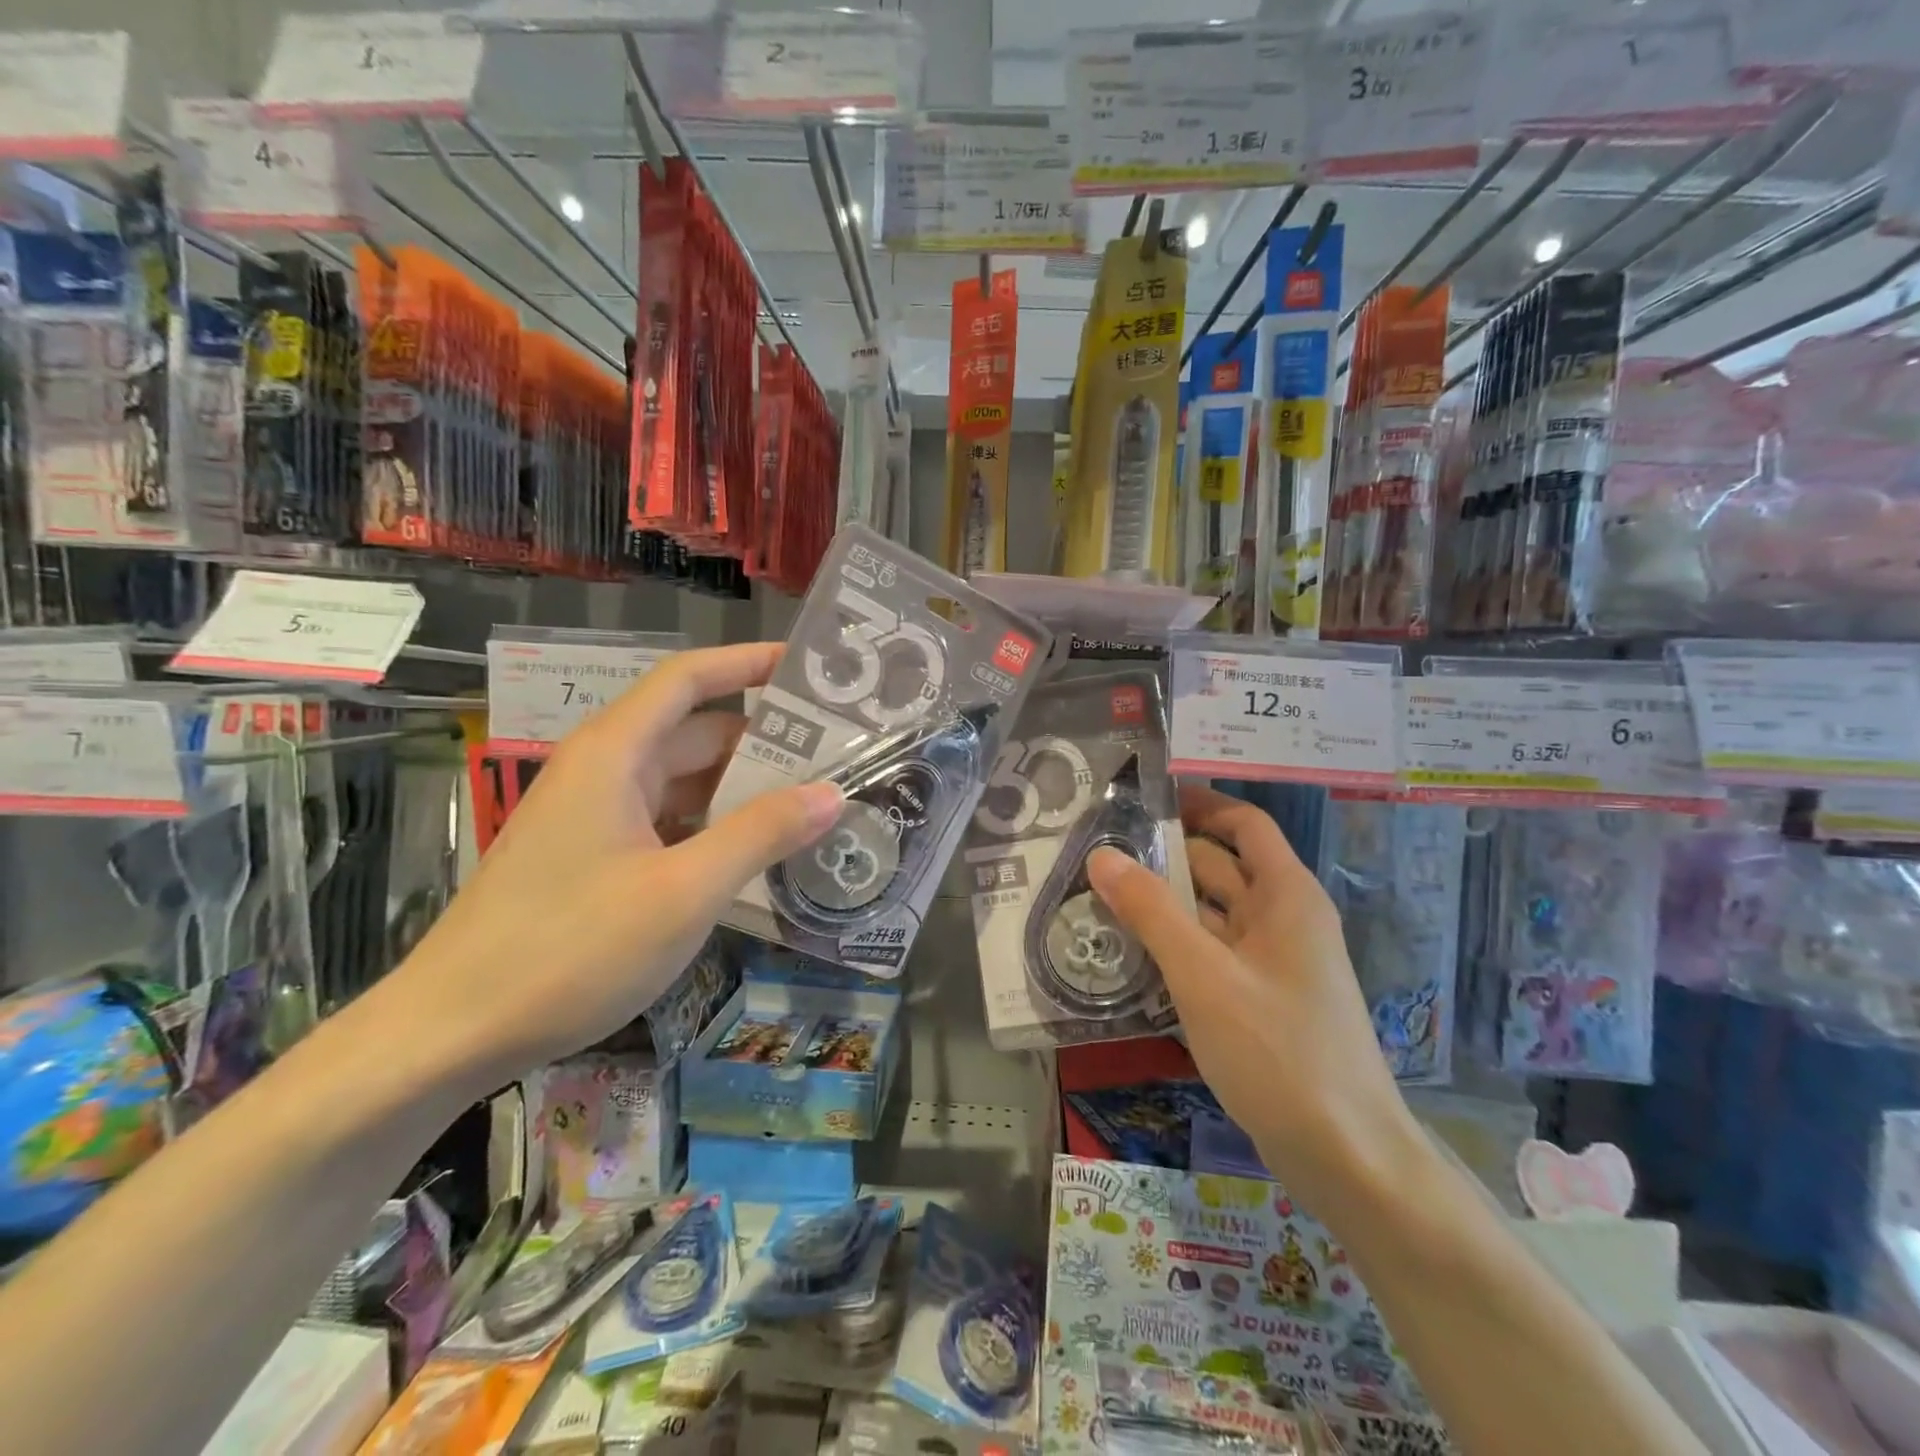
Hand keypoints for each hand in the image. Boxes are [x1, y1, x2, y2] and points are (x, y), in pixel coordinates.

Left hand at [366, 643, 843, 1089]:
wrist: (452, 1033)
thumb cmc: (569, 949)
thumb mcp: (684, 891)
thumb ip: (762, 834)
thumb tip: (833, 793)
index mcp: (615, 754)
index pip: (689, 679)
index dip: (748, 663)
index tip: (809, 669)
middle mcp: (604, 771)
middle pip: (696, 731)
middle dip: (766, 738)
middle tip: (839, 753)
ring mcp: (597, 816)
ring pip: (685, 782)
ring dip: (745, 788)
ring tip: (815, 801)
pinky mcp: (595, 857)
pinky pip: (669, 822)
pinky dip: (716, 826)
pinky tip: (760, 853)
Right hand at [1087, 785, 1421, 1213]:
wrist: (1348, 1158)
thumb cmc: (1279, 1051)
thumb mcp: (1204, 975)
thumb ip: (1151, 911)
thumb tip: (1102, 856)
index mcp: (1285, 895)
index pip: (1243, 825)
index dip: (1198, 805)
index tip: (1141, 800)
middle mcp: (1283, 919)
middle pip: (1220, 867)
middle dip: (1164, 857)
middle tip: (1097, 853)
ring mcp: (1273, 963)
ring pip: (1211, 915)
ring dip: (1163, 905)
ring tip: (1097, 898)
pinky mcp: (1261, 1002)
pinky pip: (1212, 955)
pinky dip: (1175, 947)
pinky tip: (1128, 955)